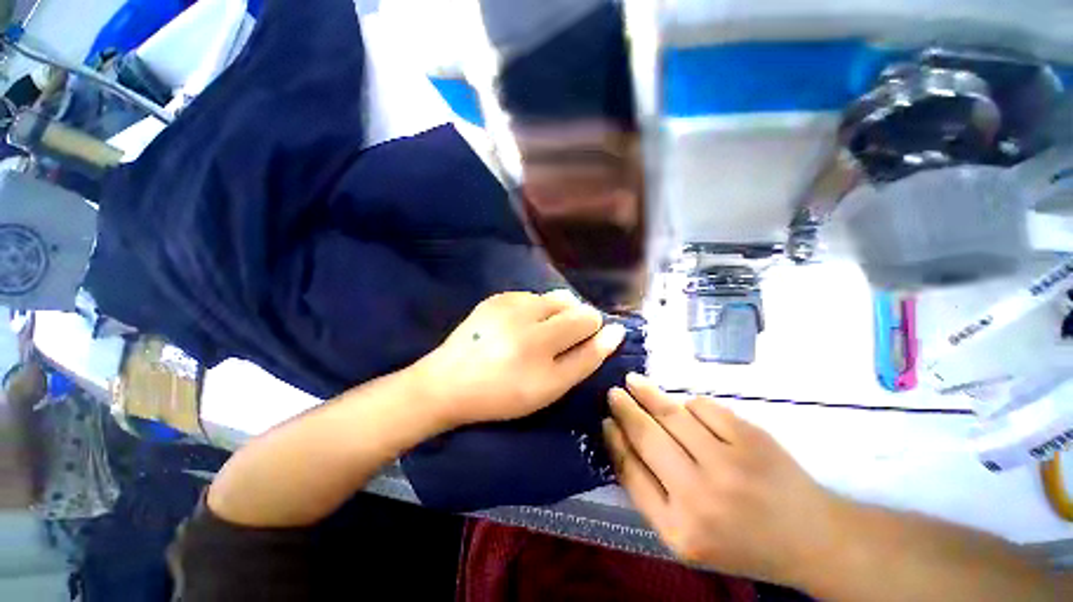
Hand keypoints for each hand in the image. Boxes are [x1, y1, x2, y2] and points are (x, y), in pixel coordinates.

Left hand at [417, 290, 625, 428]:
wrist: (448, 383)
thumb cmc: (503, 394)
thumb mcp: (550, 388)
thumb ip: (586, 359)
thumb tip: (615, 332)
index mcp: (540, 340)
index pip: (588, 319)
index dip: (591, 332)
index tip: (579, 346)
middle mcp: (526, 313)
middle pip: (572, 304)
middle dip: (572, 323)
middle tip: (554, 345)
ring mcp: (508, 301)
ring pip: (552, 298)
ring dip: (554, 315)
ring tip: (537, 336)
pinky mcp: (495, 297)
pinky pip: (531, 297)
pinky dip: (534, 310)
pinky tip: (518, 328)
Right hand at [603, 374, 842, 585]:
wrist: (810, 539)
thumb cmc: (739, 541)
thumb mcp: (684, 534)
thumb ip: (648, 491)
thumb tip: (619, 438)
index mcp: (679, 529)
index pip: (631, 471)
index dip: (614, 440)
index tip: (605, 420)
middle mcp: (700, 496)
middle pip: (647, 436)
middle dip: (625, 408)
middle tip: (613, 392)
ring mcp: (729, 463)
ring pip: (673, 414)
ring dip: (649, 394)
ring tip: (634, 382)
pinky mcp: (752, 438)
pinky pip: (704, 406)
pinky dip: (690, 403)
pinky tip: (686, 408)